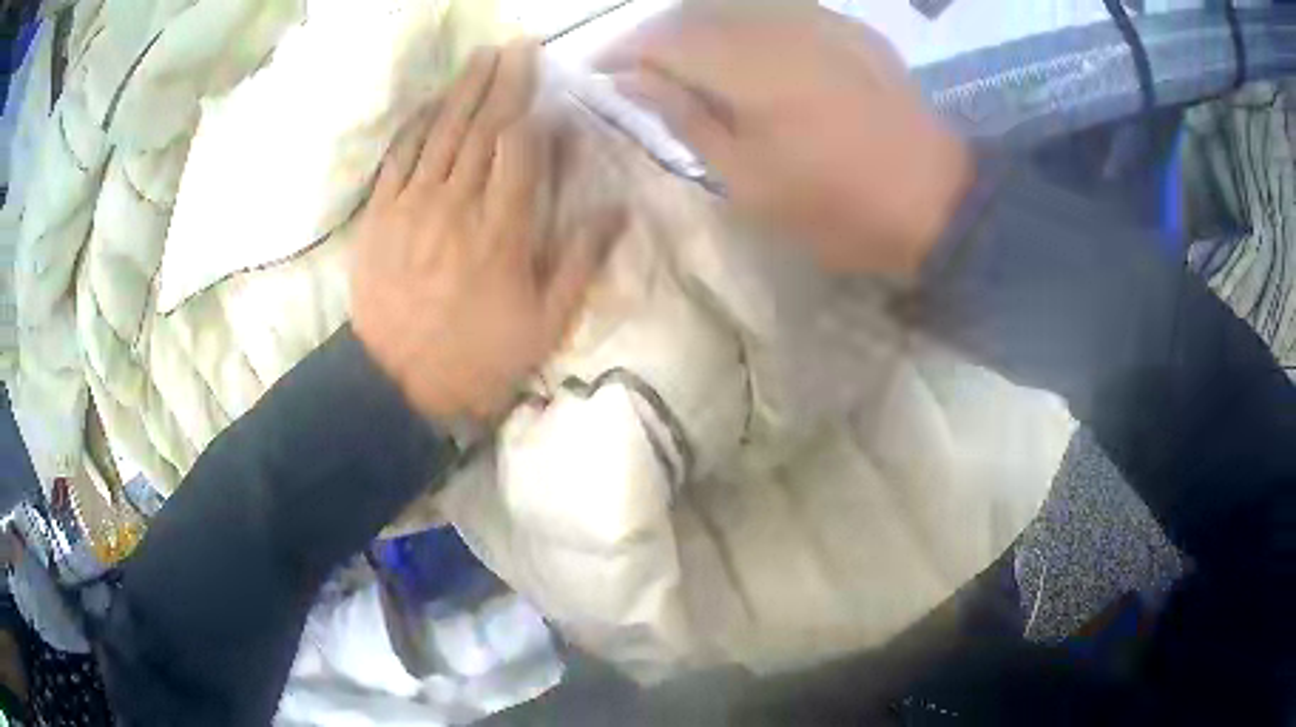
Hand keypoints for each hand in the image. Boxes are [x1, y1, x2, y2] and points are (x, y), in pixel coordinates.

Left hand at [352, 41, 621, 422]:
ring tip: (483, 56)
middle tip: (519, 46)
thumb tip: (616, 208)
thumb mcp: (545, 324)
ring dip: (465, 88)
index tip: (548, 88)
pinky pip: (400, 156)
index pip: (521, 149)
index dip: (536, 113)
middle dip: (504, 81)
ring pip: (443, 131)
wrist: (395, 382)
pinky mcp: (380, 214)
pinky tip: (434, 101)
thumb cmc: (477, 357)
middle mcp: (458, 204)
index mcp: (503, 230)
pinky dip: (418, 124)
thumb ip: (579, 261)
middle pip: (483, 127)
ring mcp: (413, 205)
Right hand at [600, 7, 971, 277]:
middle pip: (693, 14)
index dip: (621, 52)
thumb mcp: (748, 181)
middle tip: (636, 72)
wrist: (938, 200)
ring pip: (735, 7)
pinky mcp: (848, 28)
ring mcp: (818, 21)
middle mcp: (777, 26)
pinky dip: (745, 25)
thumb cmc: (838, 206)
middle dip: (655, 38)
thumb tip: (630, 80)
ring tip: (685, 64)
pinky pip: (779, 10)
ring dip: (697, 29)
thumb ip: (685, 118)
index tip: (599, 75)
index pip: (661, 38)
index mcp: (747, 66)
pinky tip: (746, 51)